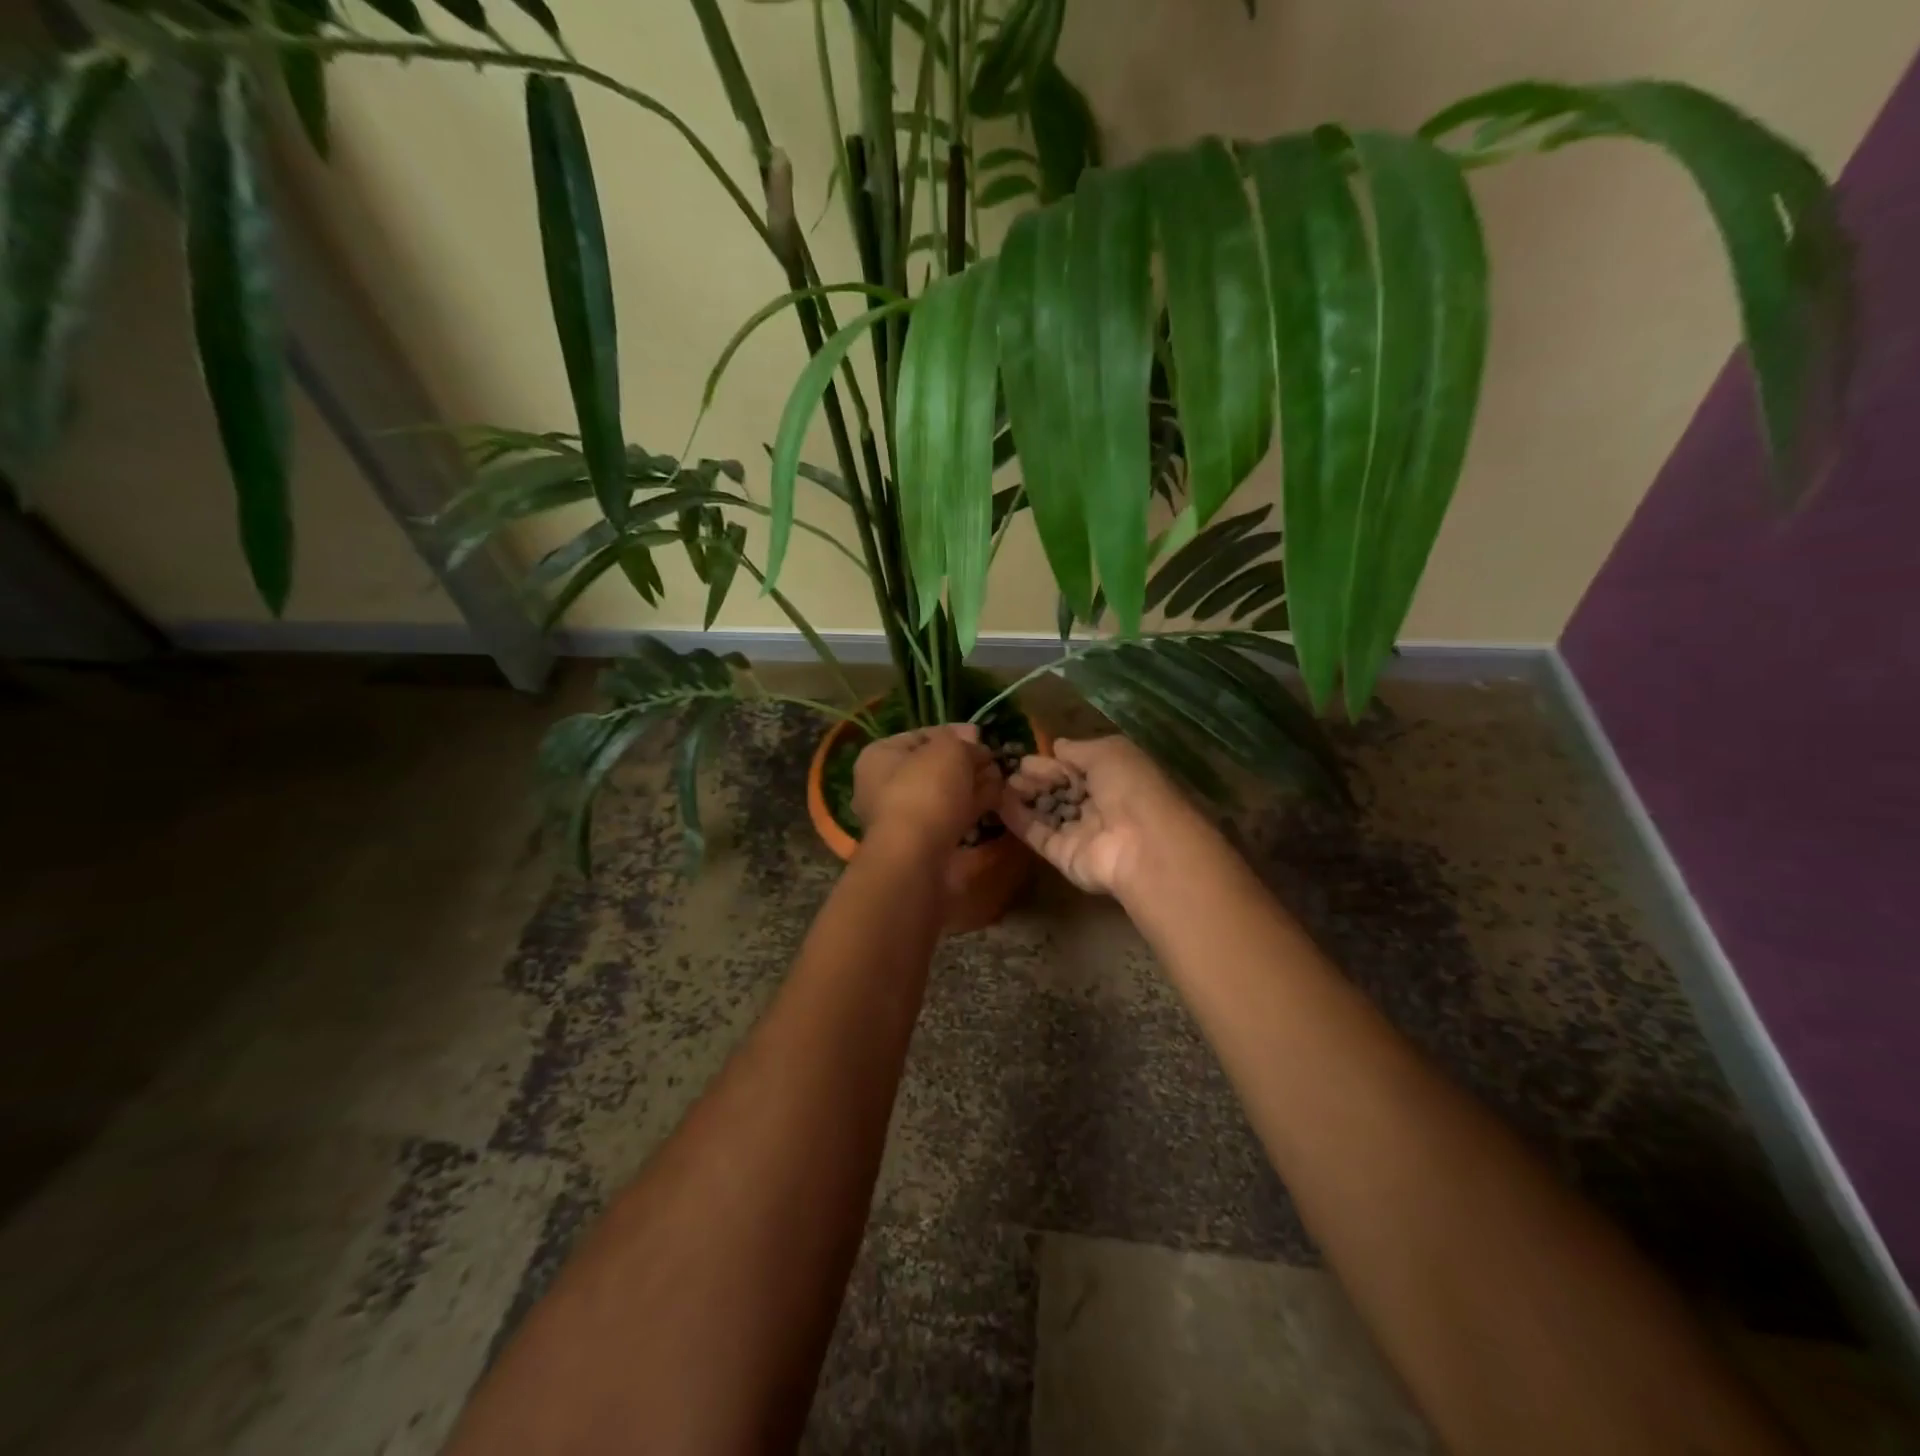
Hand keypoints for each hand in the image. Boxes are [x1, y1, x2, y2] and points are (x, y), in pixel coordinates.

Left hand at [853, 724, 999, 846]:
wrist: (917, 857)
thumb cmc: (925, 790)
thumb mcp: (948, 749)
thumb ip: (963, 741)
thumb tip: (974, 744)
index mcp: (878, 757)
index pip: (919, 736)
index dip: (953, 733)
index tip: (981, 736)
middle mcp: (883, 788)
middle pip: (933, 768)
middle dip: (967, 763)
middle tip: (996, 761)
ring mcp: (903, 820)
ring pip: (944, 796)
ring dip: (973, 787)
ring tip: (1004, 781)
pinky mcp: (923, 846)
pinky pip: (952, 820)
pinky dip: (973, 811)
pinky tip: (998, 804)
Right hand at [1000, 736, 1200, 897]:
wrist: (1141, 843)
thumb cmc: (1130, 788)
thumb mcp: (1108, 752)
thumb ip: (1079, 748)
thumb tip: (1056, 745)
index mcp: (1115, 779)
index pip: (1078, 768)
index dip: (1053, 762)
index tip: (1026, 756)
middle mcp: (1099, 806)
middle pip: (1061, 790)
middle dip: (1037, 778)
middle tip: (1010, 770)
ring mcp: (1081, 833)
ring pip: (1048, 812)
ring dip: (1025, 797)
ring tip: (1000, 784)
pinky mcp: (1064, 856)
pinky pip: (1038, 835)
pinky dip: (1019, 820)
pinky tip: (999, 804)